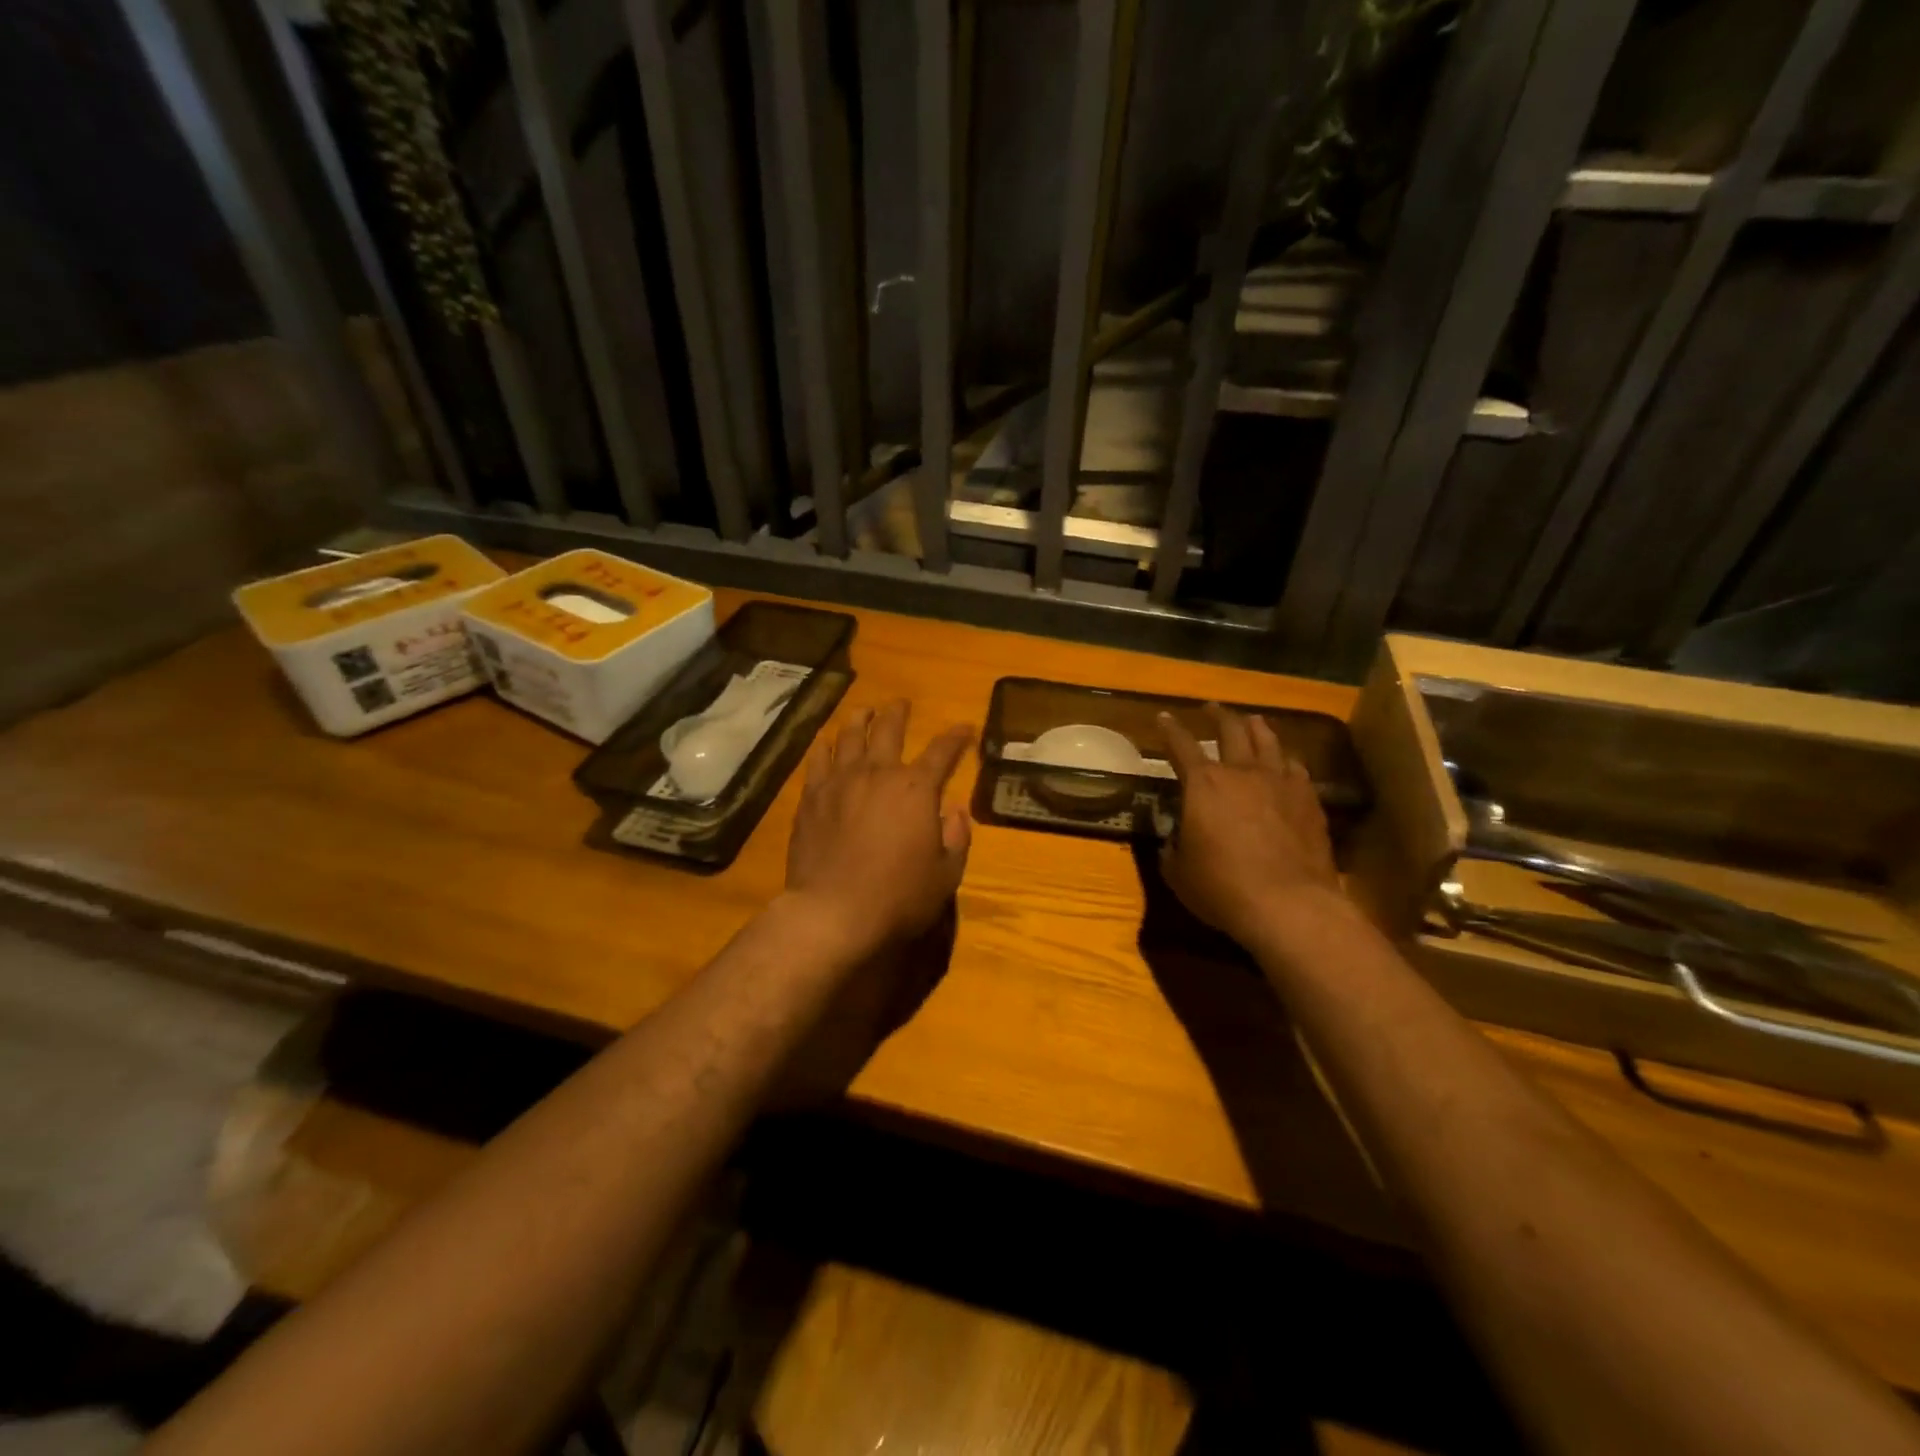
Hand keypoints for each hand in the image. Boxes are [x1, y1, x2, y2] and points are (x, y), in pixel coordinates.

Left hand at [785, 700, 973, 958]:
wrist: (833, 912)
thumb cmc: (898, 896)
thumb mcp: (945, 875)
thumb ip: (956, 837)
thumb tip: (956, 809)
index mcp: (916, 789)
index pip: (942, 752)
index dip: (955, 738)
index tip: (964, 728)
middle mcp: (878, 774)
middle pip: (888, 730)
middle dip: (898, 713)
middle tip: (901, 704)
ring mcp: (840, 782)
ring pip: (849, 737)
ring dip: (860, 719)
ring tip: (864, 711)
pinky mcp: (811, 797)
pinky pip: (818, 760)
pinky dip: (825, 747)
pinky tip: (826, 742)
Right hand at [1158, 704, 1340, 945]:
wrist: (1289, 904)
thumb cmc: (1222, 888)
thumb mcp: (1179, 873)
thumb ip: (1173, 850)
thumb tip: (1173, 841)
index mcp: (1203, 784)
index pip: (1180, 746)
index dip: (1169, 730)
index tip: (1164, 717)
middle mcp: (1241, 772)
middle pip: (1230, 730)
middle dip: (1218, 715)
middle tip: (1212, 707)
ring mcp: (1280, 783)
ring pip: (1268, 741)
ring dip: (1256, 727)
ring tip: (1252, 720)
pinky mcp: (1309, 800)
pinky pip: (1296, 768)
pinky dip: (1286, 759)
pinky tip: (1287, 761)